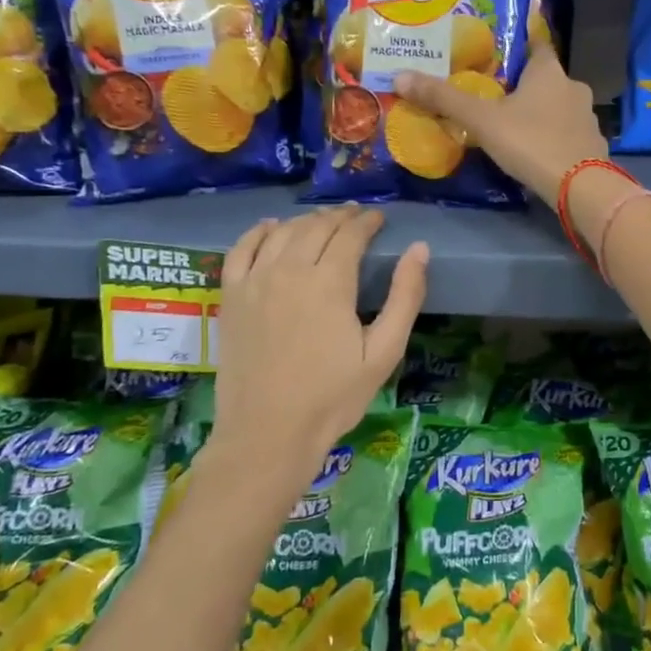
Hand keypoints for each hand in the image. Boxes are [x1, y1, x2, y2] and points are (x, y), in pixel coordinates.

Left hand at [204, 207, 426, 497]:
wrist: (268, 434)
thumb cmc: (333, 397)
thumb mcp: (384, 352)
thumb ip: (405, 297)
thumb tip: (419, 249)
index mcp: (330, 283)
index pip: (350, 234)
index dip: (368, 222)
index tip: (380, 219)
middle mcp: (290, 271)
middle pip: (316, 227)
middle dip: (341, 217)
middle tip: (357, 218)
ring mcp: (255, 282)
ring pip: (282, 232)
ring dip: (306, 220)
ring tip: (323, 222)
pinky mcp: (231, 297)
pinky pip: (240, 249)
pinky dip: (258, 232)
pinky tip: (271, 227)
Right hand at [392, 42, 607, 198]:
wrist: (580, 187)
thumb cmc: (530, 142)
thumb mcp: (482, 120)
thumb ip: (444, 99)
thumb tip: (400, 76)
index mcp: (549, 72)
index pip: (537, 44)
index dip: (523, 42)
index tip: (507, 47)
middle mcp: (574, 87)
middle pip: (548, 78)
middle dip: (527, 84)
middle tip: (499, 93)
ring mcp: (588, 118)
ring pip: (561, 106)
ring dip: (542, 112)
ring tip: (516, 123)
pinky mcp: (593, 145)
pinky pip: (569, 133)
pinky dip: (555, 136)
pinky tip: (538, 149)